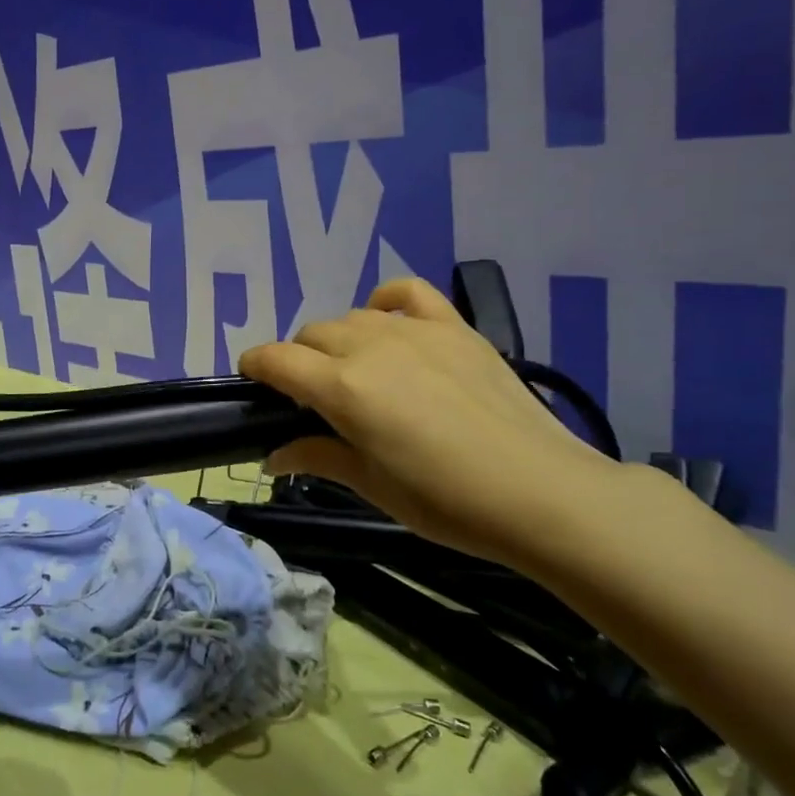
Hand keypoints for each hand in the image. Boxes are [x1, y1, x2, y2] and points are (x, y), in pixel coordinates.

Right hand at [239, 278, 625, 568]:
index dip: (255, 366)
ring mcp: (414, 330)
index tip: (252, 382)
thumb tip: (273, 456)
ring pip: (352, 317)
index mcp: (343, 387)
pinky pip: (406, 293)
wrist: (542, 493)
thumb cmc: (446, 502)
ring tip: (356, 374)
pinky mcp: (454, 327)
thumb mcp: (372, 485)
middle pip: (311, 335)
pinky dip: (386, 303)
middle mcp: (370, 346)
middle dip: (300, 361)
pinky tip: (388, 324)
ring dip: (339, 341)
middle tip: (316, 400)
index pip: (276, 359)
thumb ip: (317, 457)